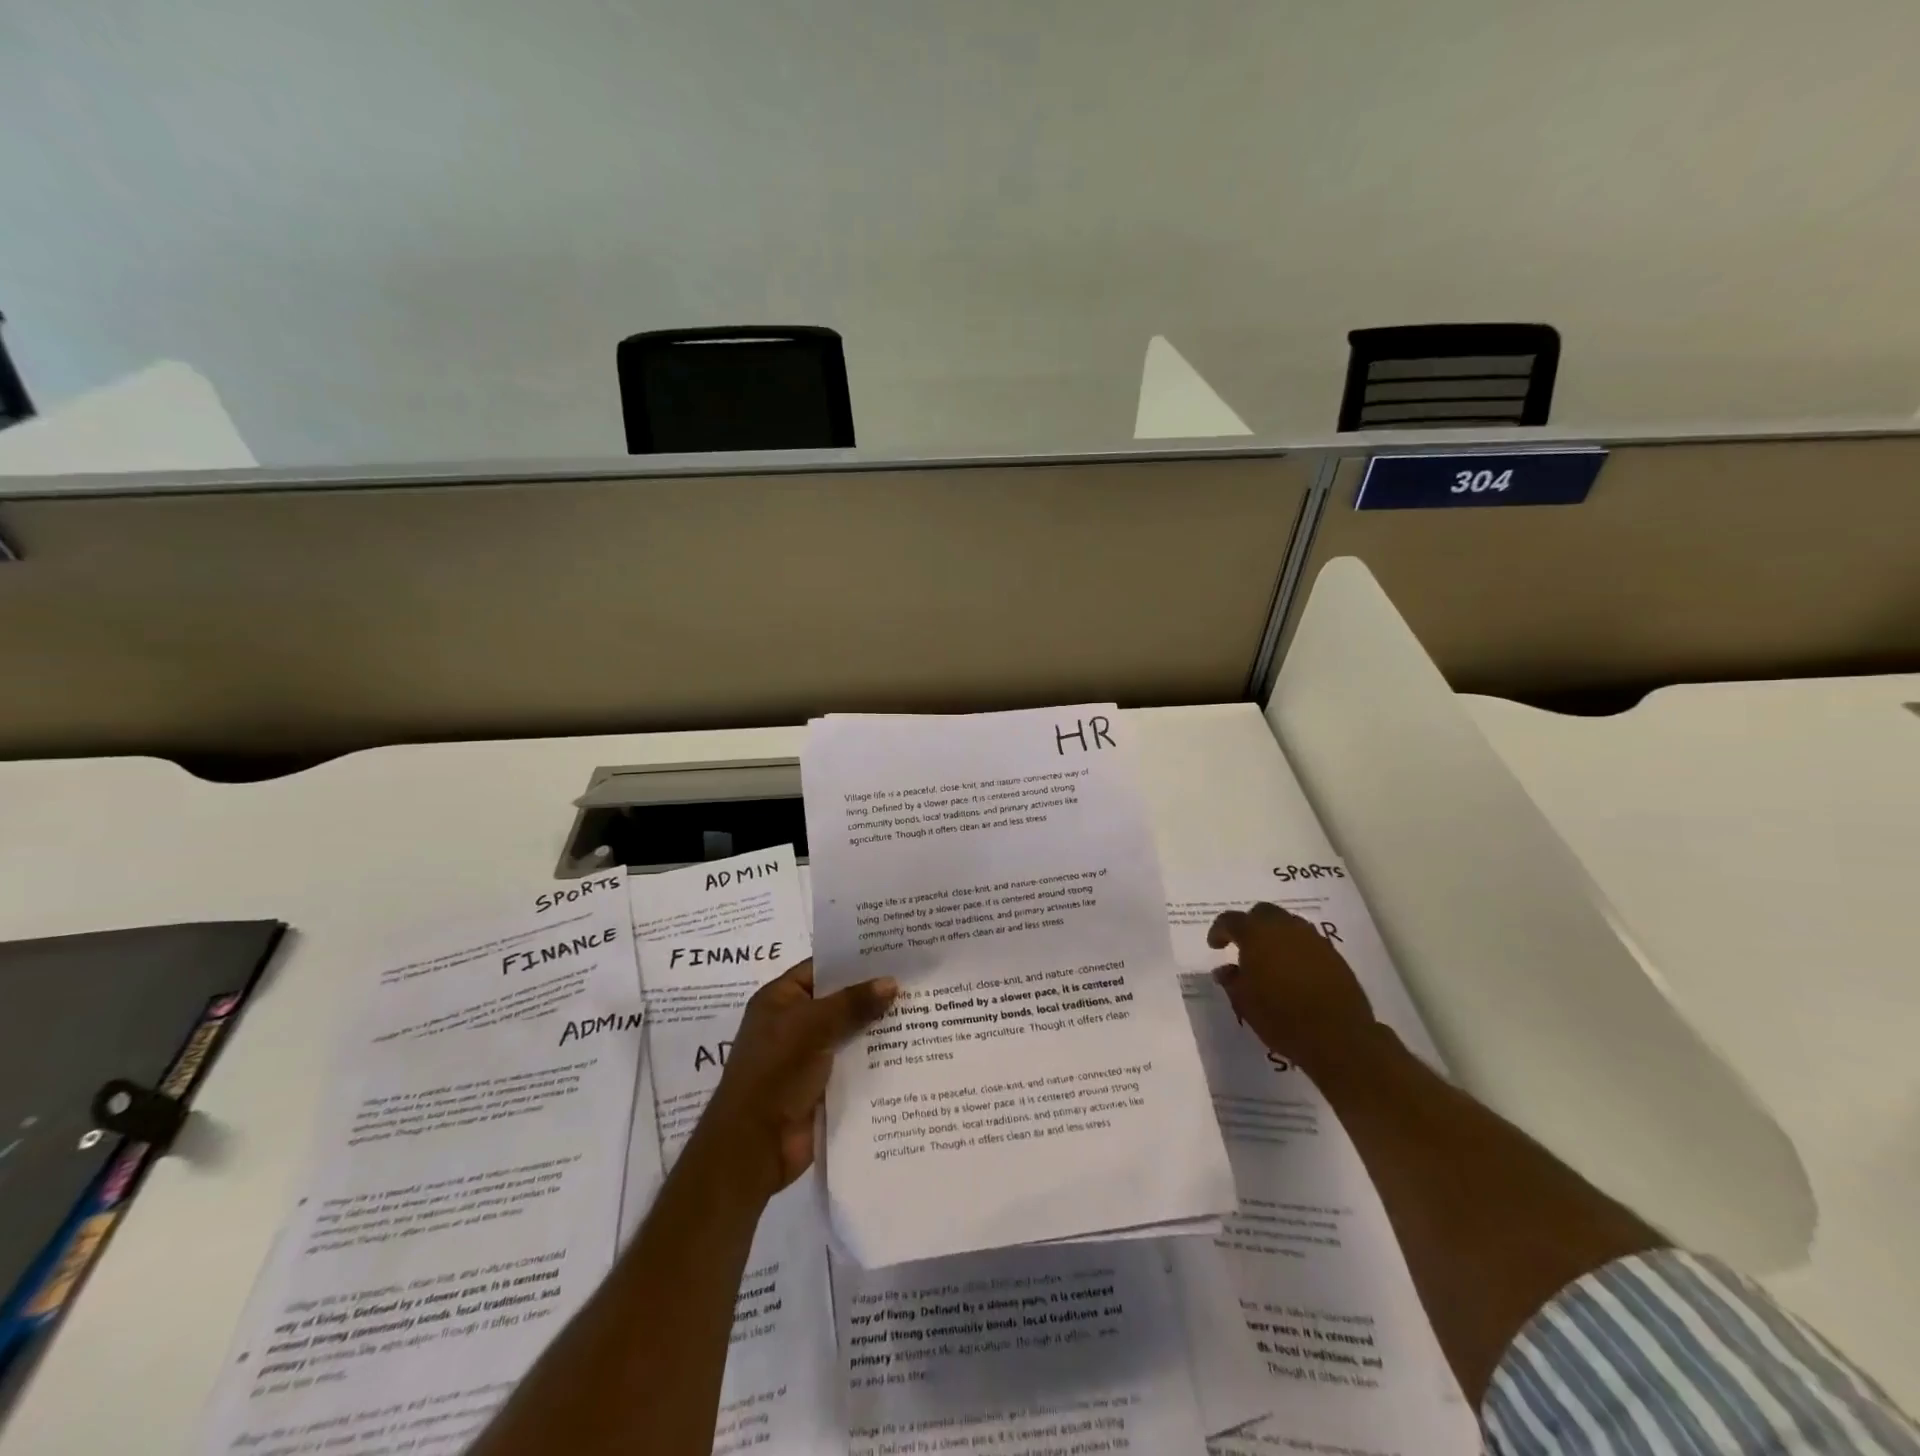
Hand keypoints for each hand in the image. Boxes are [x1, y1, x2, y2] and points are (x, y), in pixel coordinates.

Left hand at [692, 958, 896, 1201]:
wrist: (755, 1145)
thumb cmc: (775, 1072)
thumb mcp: (812, 1026)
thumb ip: (853, 1003)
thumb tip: (892, 982)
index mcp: (780, 999)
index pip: (821, 968)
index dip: (853, 959)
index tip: (892, 951)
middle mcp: (794, 1023)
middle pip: (839, 1000)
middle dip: (873, 993)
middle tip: (916, 978)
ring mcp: (809, 1056)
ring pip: (850, 1033)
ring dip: (879, 1026)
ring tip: (923, 1009)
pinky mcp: (824, 1086)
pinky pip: (855, 1063)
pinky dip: (876, 1058)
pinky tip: (910, 1048)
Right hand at [1207, 902, 1378, 1069]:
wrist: (1338, 1037)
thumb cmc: (1281, 1018)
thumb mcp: (1244, 1002)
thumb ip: (1231, 980)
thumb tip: (1225, 970)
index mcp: (1256, 934)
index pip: (1230, 920)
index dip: (1219, 931)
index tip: (1215, 946)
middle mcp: (1284, 927)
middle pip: (1262, 912)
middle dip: (1250, 924)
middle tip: (1243, 945)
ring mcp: (1312, 939)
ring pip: (1288, 923)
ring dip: (1275, 934)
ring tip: (1270, 957)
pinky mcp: (1334, 954)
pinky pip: (1308, 941)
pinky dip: (1296, 948)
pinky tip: (1294, 969)